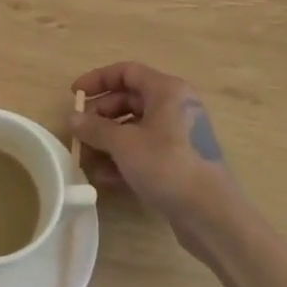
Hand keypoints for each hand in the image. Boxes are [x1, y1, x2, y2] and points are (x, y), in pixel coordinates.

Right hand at [71, 63, 236, 228]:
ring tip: (86, 158)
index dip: (97, 79)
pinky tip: (104, 177)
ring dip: (108, 141)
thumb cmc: (167, 166)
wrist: (212, 215)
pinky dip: (123, 159)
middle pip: (130, 100)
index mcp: (167, 90)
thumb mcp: (124, 144)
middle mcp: (175, 107)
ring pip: (135, 128)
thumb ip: (95, 128)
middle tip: (79, 131)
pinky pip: (145, 150)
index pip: (127, 72)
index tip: (74, 95)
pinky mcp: (179, 162)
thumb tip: (73, 118)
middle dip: (101, 115)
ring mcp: (178, 136)